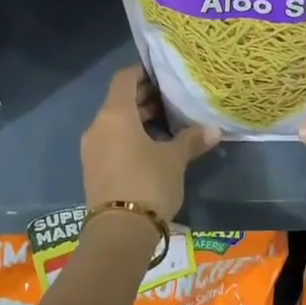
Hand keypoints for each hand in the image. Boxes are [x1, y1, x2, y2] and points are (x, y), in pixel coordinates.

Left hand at [81, 65, 219, 223]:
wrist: (119, 233)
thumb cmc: (148, 184)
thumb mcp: (174, 160)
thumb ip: (191, 140)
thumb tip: (214, 129)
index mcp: (114, 114)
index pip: (124, 78)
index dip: (142, 71)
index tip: (163, 73)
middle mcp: (98, 126)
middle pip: (119, 100)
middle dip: (144, 97)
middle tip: (171, 98)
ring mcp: (92, 148)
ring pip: (115, 122)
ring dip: (137, 119)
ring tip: (166, 123)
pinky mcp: (93, 168)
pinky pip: (111, 141)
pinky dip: (128, 137)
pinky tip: (151, 147)